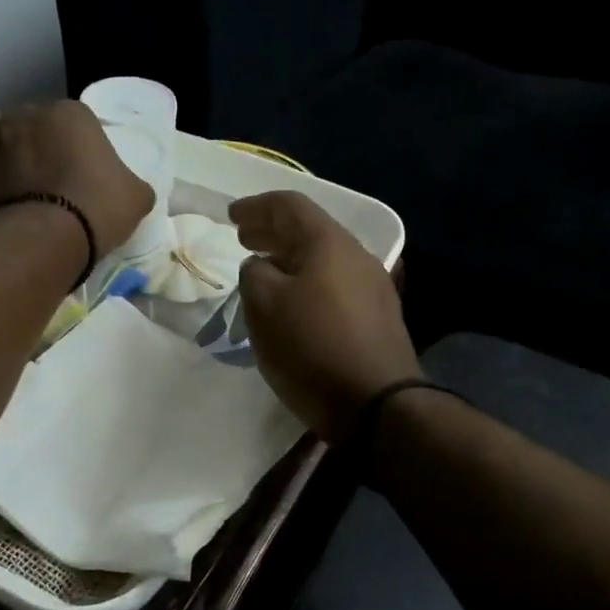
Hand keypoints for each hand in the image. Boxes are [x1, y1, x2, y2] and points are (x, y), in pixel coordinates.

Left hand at [0, 100, 153, 263]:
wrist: (45, 237)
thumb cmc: (97, 210)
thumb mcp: (136, 198)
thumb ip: (133, 185)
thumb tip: (130, 189)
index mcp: (71, 113)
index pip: (73, 121)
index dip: (75, 146)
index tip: (77, 173)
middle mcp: (27, 112)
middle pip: (30, 120)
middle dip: (34, 142)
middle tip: (43, 176)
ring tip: (6, 169)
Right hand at [230, 191, 420, 442]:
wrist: (377, 404)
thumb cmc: (312, 347)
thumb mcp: (263, 305)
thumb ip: (253, 273)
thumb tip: (261, 267)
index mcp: (329, 243)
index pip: (289, 205)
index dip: (256, 206)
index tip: (231, 216)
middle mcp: (357, 256)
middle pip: (309, 230)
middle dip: (273, 231)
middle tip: (244, 238)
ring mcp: (374, 287)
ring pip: (323, 259)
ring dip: (290, 258)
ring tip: (264, 270)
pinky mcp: (378, 317)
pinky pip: (335, 284)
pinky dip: (307, 281)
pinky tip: (294, 303)